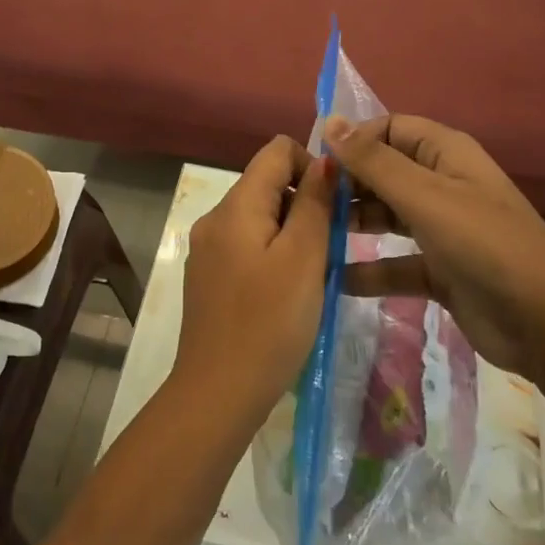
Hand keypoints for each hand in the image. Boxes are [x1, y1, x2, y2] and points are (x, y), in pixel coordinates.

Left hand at [176, 136, 335, 430]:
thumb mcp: (303, 259)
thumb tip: (325, 160)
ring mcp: (208, 249)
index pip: (276, 151)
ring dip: (293, 231)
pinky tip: (289, 292)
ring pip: (260, 217)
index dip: (312, 165)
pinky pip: (248, 245)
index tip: (336, 205)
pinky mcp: (209, 276)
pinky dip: (274, 253)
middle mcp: (215, 218)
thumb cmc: (269, 323)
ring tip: (314, 273)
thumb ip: (315, 204)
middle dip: (306, 203)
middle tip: (331, 247)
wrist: (217, 393)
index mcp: (235, 206)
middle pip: (268, 183)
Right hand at [327, 114, 544, 375]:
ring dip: (353, 223)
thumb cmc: (485, 245)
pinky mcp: (440, 270)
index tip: (316, 163)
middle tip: (306, 203)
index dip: (352, 140)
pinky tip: (333, 279)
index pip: (389, 129)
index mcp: (445, 154)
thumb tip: (329, 121)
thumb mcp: (426, 197)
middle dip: (347, 184)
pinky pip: (395, 262)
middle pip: (383, 171)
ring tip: (311, 236)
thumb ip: (374, 162)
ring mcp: (442, 228)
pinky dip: (368, 270)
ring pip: (386, 215)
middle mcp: (442, 184)